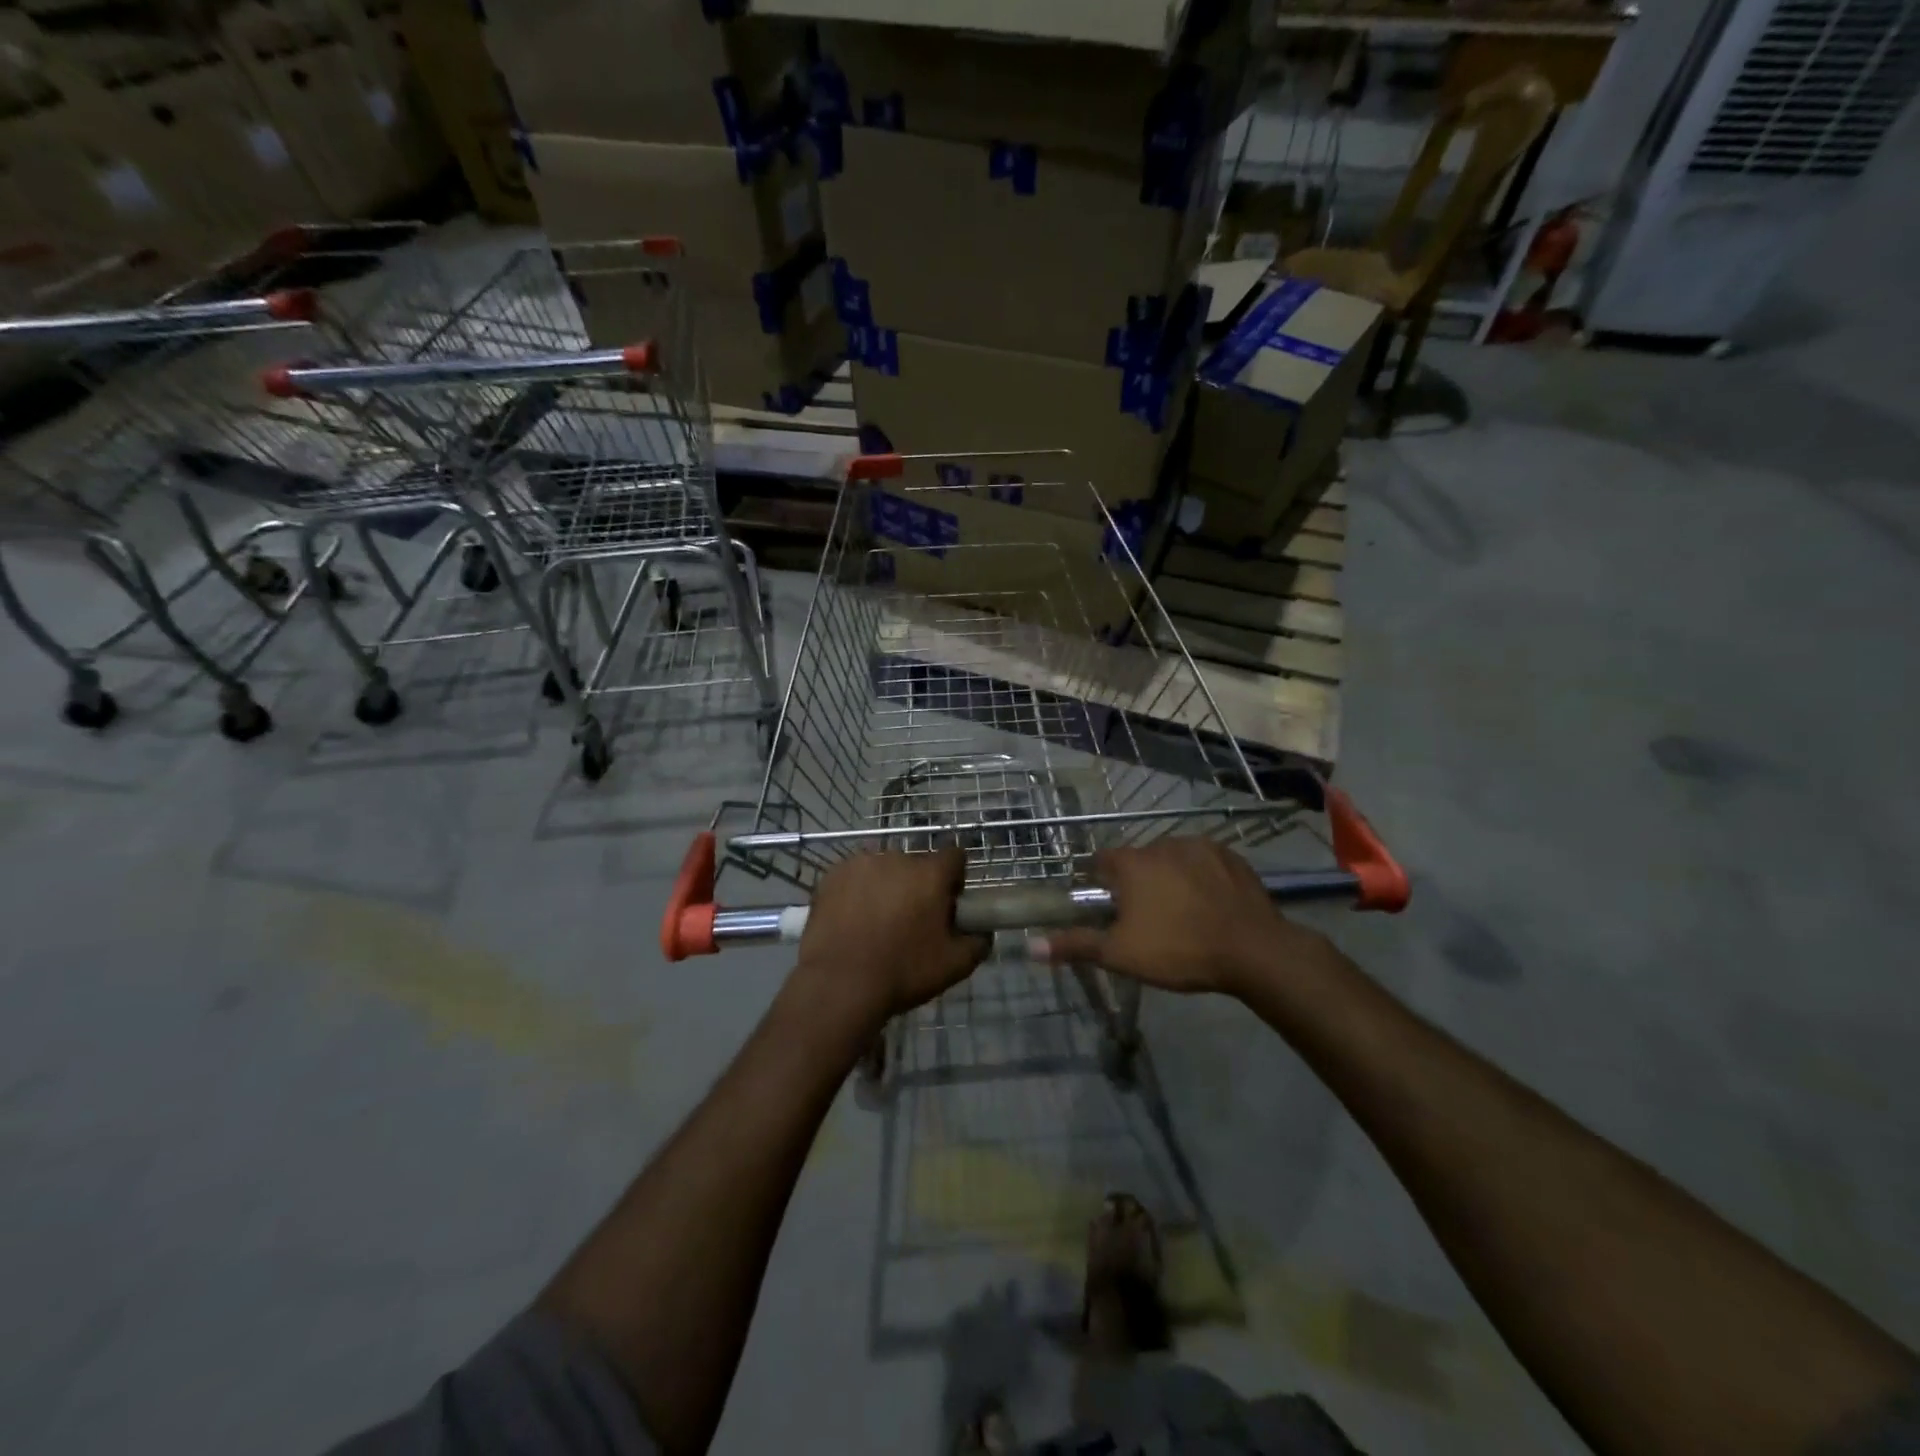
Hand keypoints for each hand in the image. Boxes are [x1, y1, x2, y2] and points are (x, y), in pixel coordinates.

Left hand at [793, 847, 987, 1031]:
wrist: (840, 983)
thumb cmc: (903, 971)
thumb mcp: (954, 966)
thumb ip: (977, 943)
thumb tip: (983, 932)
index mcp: (930, 873)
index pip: (954, 856)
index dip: (955, 878)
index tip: (948, 904)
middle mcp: (896, 858)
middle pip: (916, 864)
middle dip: (918, 886)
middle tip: (912, 920)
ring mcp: (860, 864)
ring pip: (883, 869)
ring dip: (886, 886)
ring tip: (877, 922)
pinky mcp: (832, 876)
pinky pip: (854, 878)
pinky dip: (857, 892)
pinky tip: (852, 920)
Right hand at [1037, 839, 1326, 996]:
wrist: (1253, 951)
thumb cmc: (1178, 950)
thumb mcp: (1120, 954)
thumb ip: (1076, 945)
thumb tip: (1030, 946)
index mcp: (1131, 864)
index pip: (1101, 860)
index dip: (1098, 880)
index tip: (1104, 904)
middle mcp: (1161, 845)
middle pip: (1137, 860)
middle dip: (1137, 882)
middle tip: (1145, 918)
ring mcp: (1200, 847)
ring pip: (1172, 859)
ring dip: (1170, 878)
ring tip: (1181, 913)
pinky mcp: (1231, 856)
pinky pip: (1205, 862)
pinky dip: (1202, 877)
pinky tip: (1210, 904)